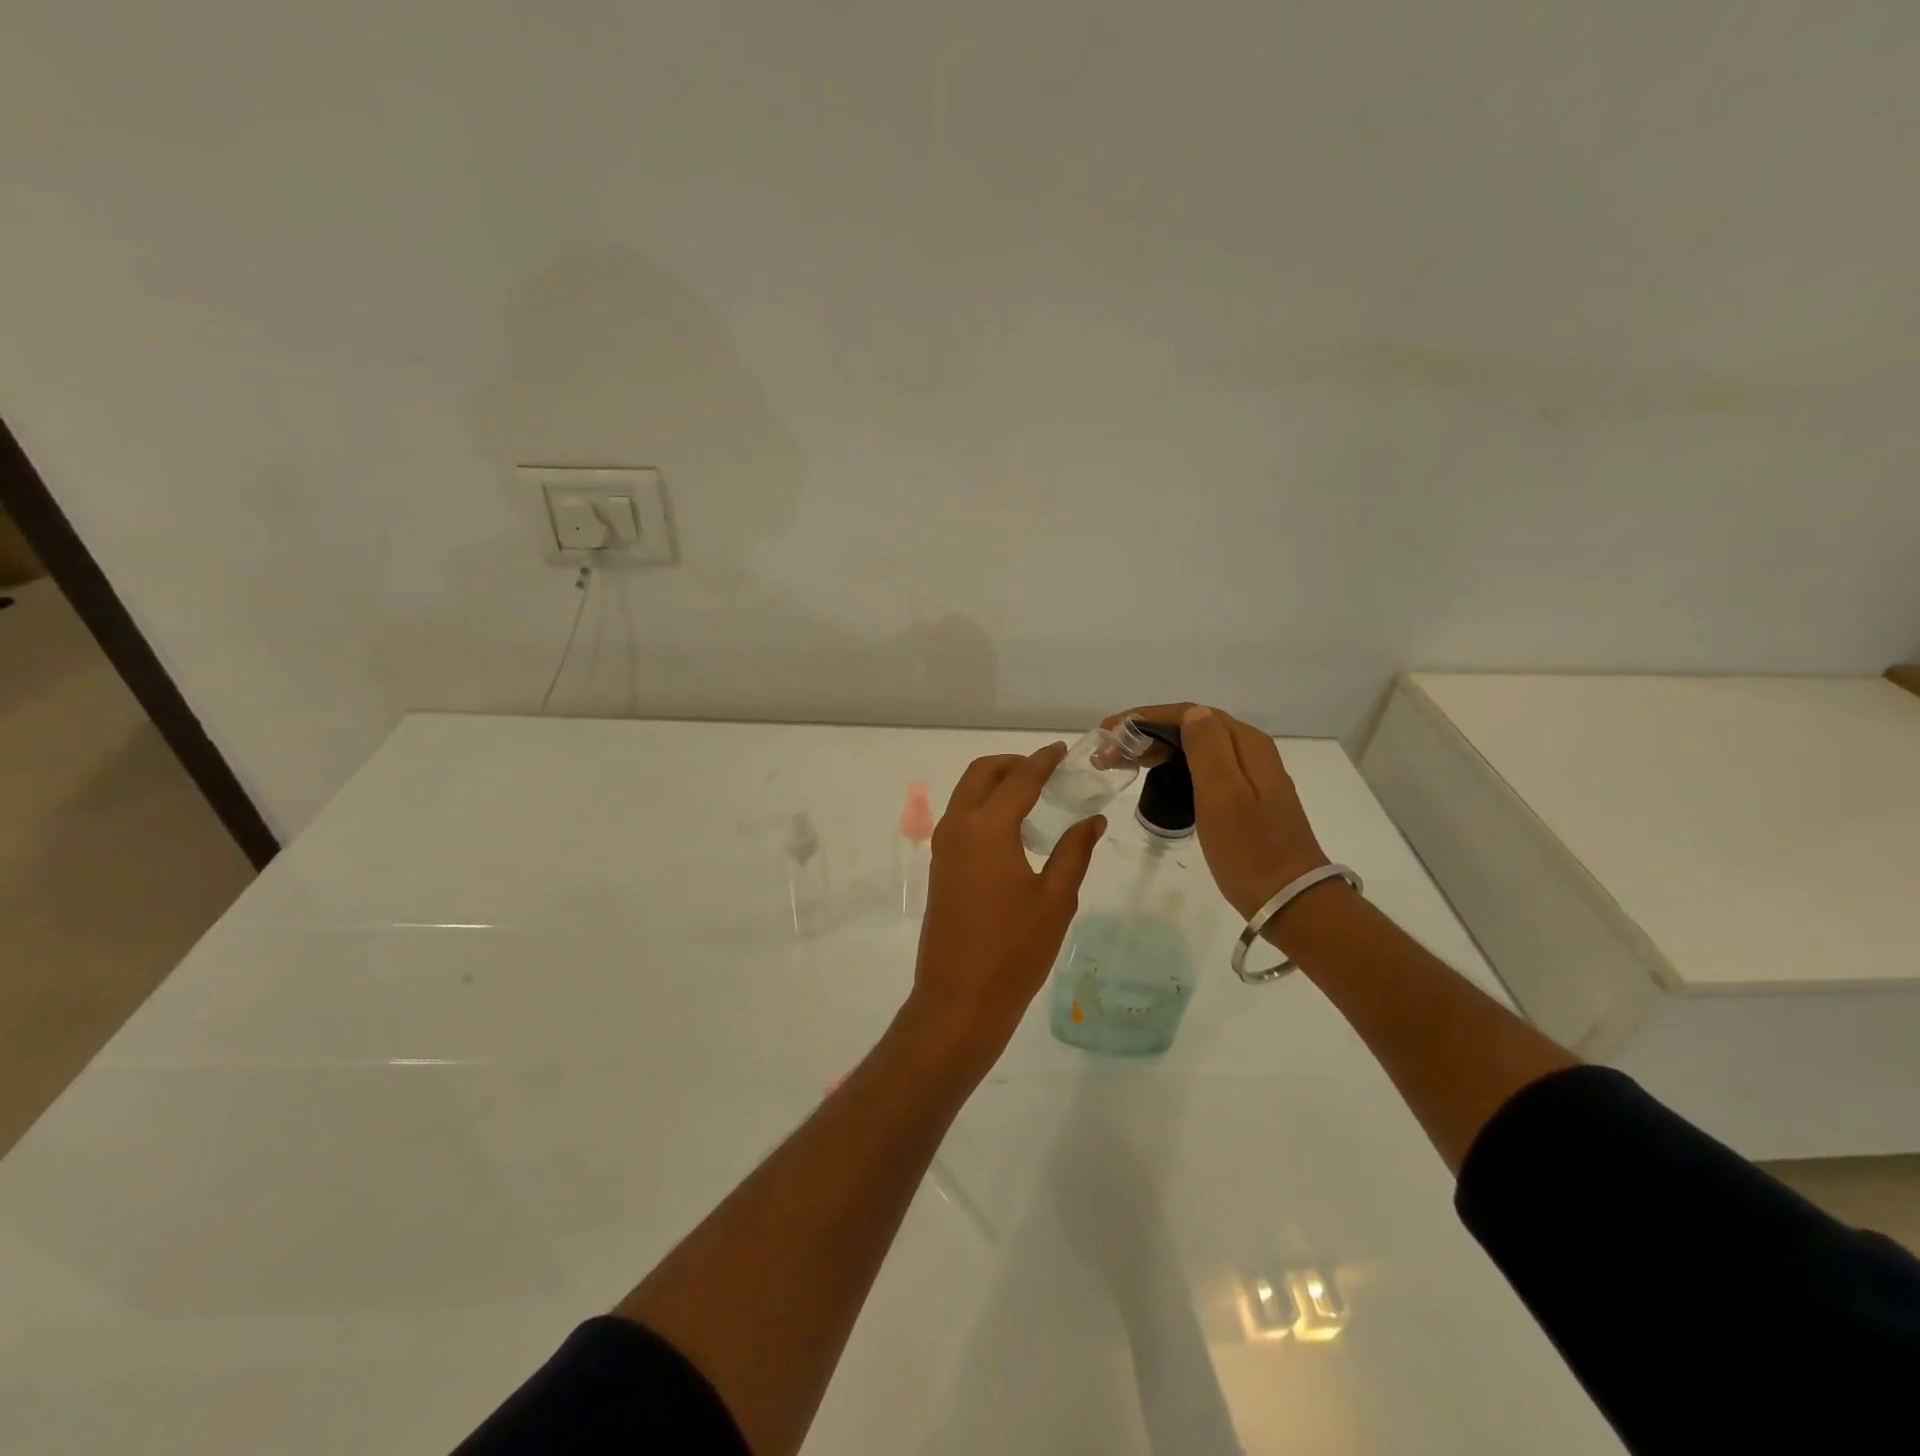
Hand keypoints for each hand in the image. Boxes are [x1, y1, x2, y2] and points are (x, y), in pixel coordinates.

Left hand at [907, 745, 1104, 1066]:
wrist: (959, 999)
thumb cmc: (1014, 950)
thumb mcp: (1055, 900)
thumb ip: (1074, 851)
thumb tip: (1092, 819)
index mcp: (987, 828)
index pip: (1019, 779)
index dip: (1042, 761)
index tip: (1061, 750)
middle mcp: (958, 827)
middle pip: (981, 774)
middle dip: (1013, 763)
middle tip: (1046, 771)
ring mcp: (943, 847)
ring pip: (966, 793)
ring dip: (996, 783)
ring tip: (1033, 796)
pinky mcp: (940, 866)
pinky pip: (961, 817)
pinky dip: (984, 806)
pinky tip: (1013, 830)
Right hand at [1102, 703, 1328, 918]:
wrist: (1289, 900)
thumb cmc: (1250, 849)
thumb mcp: (1224, 794)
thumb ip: (1207, 748)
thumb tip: (1191, 713)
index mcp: (1245, 744)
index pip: (1188, 714)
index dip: (1144, 718)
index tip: (1108, 733)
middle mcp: (1249, 751)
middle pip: (1191, 727)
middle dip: (1145, 733)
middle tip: (1106, 753)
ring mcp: (1249, 776)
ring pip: (1194, 749)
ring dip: (1156, 750)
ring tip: (1121, 763)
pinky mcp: (1244, 799)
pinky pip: (1201, 770)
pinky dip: (1172, 768)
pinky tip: (1154, 781)